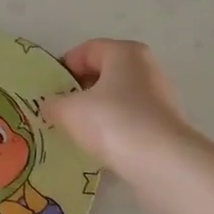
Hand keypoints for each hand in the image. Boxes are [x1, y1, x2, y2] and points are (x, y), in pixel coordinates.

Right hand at [43, 39, 191, 177]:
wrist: (162, 163)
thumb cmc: (112, 121)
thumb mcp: (68, 111)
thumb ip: (53, 104)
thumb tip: (50, 107)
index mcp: (125, 52)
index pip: (86, 50)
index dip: (63, 68)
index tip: (49, 91)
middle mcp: (146, 68)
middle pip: (103, 73)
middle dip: (78, 90)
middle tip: (58, 111)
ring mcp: (159, 96)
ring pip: (116, 98)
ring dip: (95, 112)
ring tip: (76, 131)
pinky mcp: (164, 124)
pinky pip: (129, 120)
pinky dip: (113, 129)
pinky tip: (99, 146)